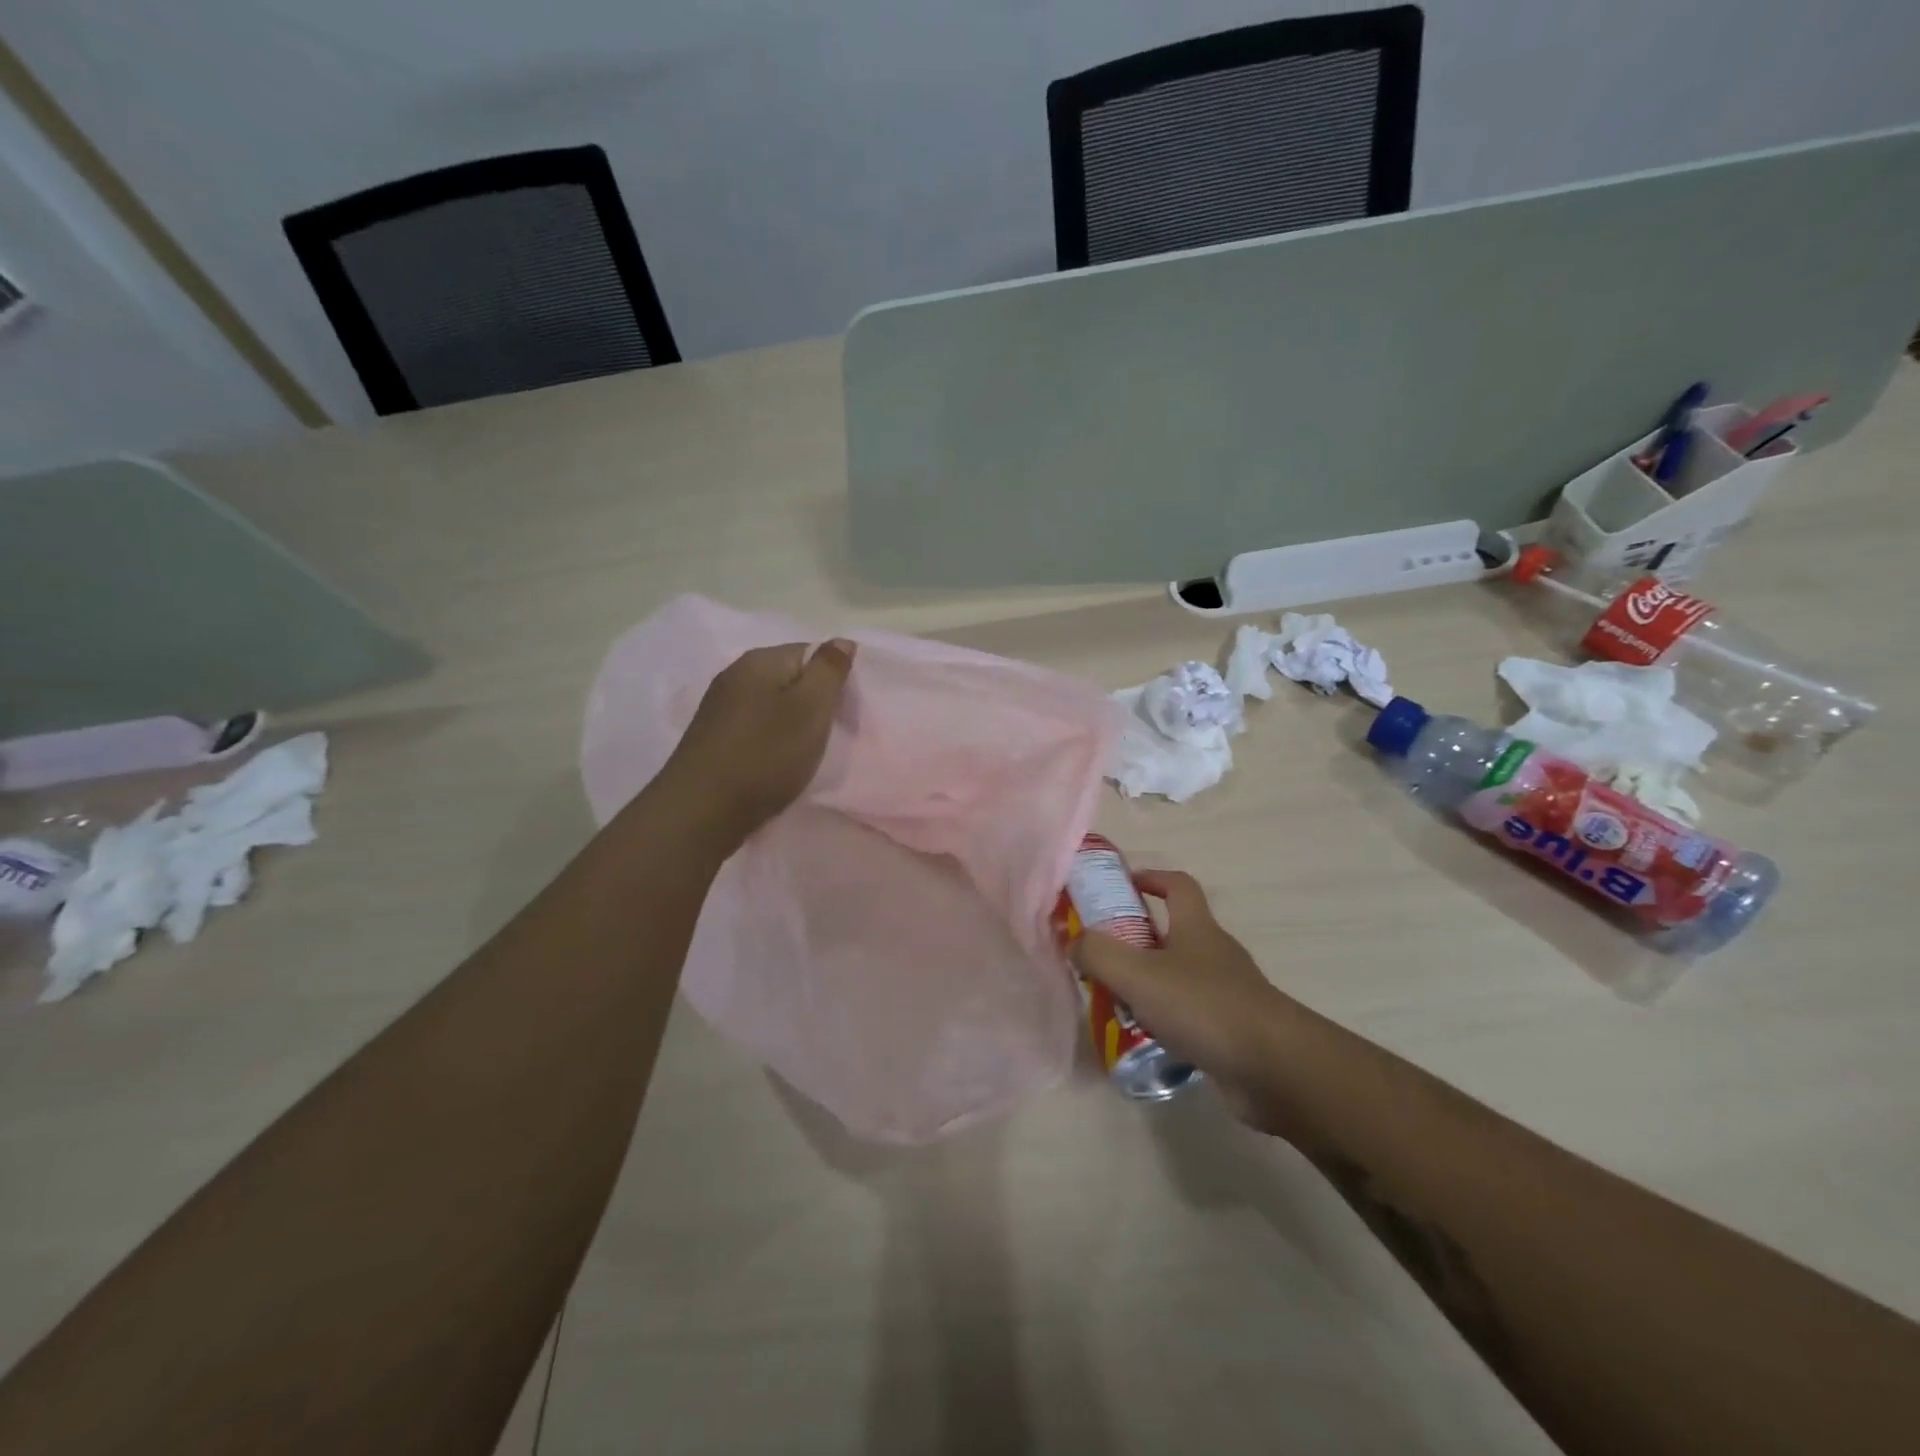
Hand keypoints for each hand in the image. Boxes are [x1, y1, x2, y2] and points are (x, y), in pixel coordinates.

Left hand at [662, 640, 855, 840]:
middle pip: (789, 678)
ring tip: (805, 752)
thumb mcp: (810, 708)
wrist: (702, 811)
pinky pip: (755, 728)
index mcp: (759, 660)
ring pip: (772, 705)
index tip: (844, 711)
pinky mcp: (713, 739)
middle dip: (813, 702)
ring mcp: (719, 708)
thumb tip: (841, 640)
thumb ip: (829, 671)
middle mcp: (734, 675)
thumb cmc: (765, 754)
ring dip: (792, 724)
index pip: (810, 652)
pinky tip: (777, 764)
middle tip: (829, 733)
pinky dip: (771, 741)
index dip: (833, 678)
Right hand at [1070, 870, 1301, 1133]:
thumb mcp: (1138, 974)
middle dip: (1138, 940)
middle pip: (1175, 933)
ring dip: (1149, 985)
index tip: (1124, 885)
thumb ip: (1098, 953)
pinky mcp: (1234, 1031)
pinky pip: (1192, 1016)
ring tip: (1114, 1004)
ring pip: (1181, 978)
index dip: (1152, 878)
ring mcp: (1228, 993)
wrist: (1275, 1069)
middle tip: (1102, 957)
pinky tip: (1145, 1040)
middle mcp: (1215, 954)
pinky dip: (1168, 1021)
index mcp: (1197, 928)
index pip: (1178, 885)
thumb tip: (1074, 942)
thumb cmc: (1204, 1007)